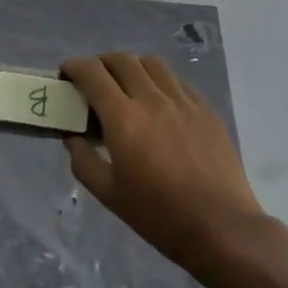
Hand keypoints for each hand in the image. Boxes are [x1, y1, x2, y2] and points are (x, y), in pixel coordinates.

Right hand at [61, 53, 267, 274]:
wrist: (221, 228)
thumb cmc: (159, 215)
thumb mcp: (109, 194)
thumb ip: (83, 160)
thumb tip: (72, 138)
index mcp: (124, 118)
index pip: (93, 74)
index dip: (74, 66)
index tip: (66, 73)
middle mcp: (152, 99)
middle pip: (122, 60)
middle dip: (100, 63)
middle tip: (93, 79)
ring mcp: (183, 101)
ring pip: (151, 63)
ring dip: (131, 65)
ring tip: (126, 83)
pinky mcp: (206, 109)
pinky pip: (177, 81)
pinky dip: (159, 81)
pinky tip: (158, 101)